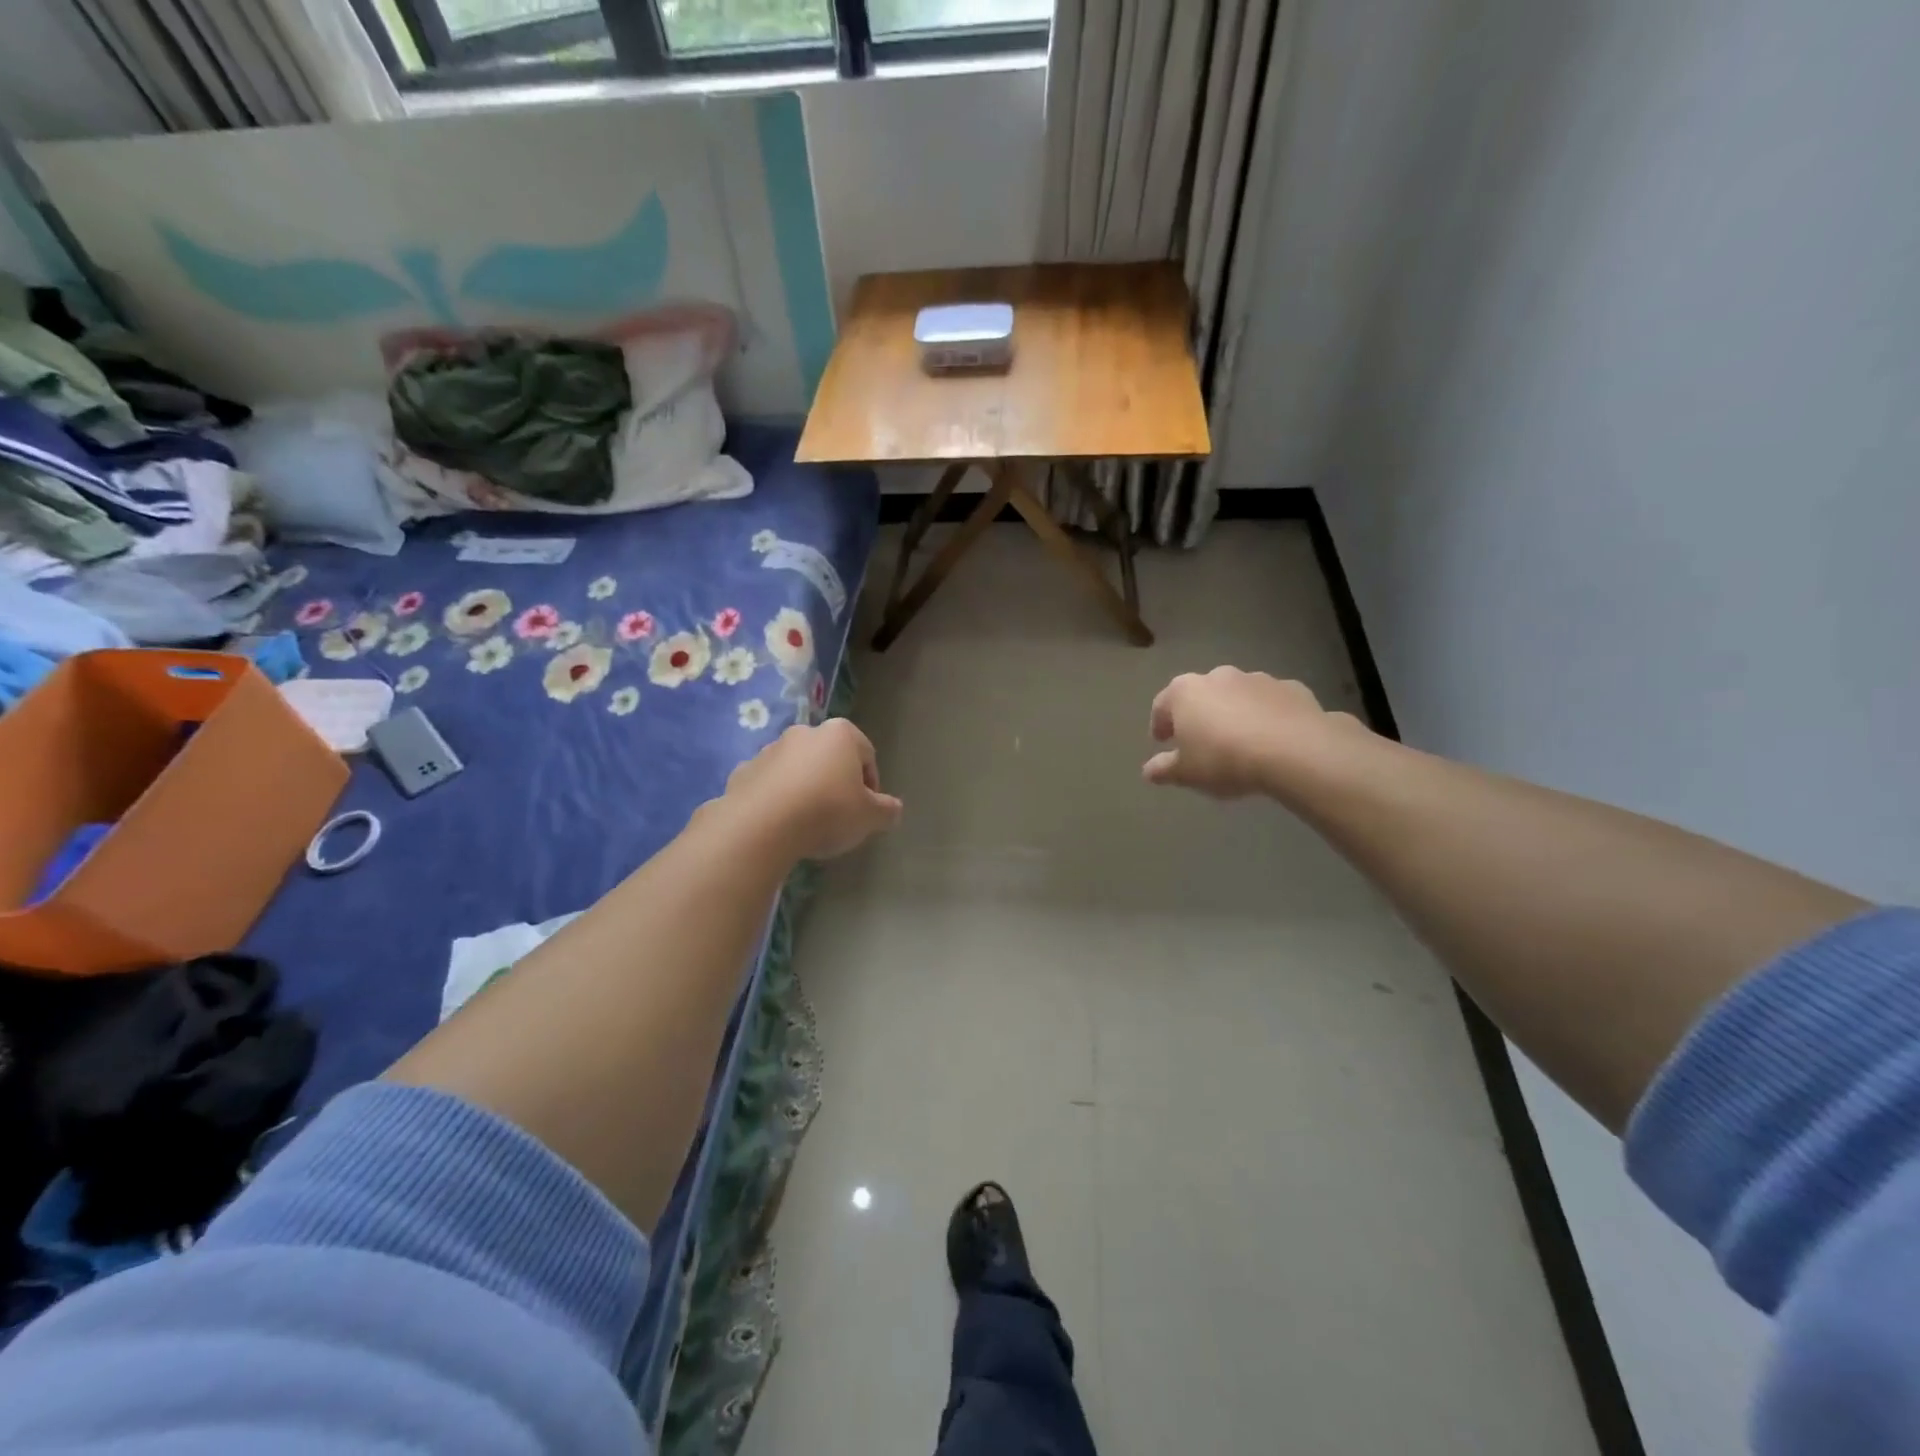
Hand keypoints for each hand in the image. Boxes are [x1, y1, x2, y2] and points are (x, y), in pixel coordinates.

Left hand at [723, 719, 902, 859]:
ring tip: (807, 823)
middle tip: (839, 816)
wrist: (761, 826)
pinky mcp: (743, 771)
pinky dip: (776, 799)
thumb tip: (893, 809)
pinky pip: (768, 785)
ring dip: (805, 789)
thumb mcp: (870, 817)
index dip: (871, 786)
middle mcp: (804, 733)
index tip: (867, 811)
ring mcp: (769, 749)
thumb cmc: (827, 811)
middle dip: (836, 782)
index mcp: (840, 734)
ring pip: (797, 769)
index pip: (867, 755)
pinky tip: (780, 825)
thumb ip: (886, 810)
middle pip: (829, 758)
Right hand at [1143, 669, 1360, 798]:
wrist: (1294, 750)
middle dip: (1199, 715)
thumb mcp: (1187, 773)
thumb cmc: (1225, 759)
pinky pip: (1270, 703)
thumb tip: (1148, 770)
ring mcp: (1257, 679)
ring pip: (1237, 695)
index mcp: (1185, 692)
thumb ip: (1164, 769)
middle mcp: (1218, 676)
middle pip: (1201, 695)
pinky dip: (1266, 715)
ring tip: (1240, 741)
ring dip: (1234, 712)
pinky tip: (1272, 738)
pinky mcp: (1291, 688)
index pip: (1162, 705)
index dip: (1160, 724)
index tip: (1163, 741)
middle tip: (1201, 741)